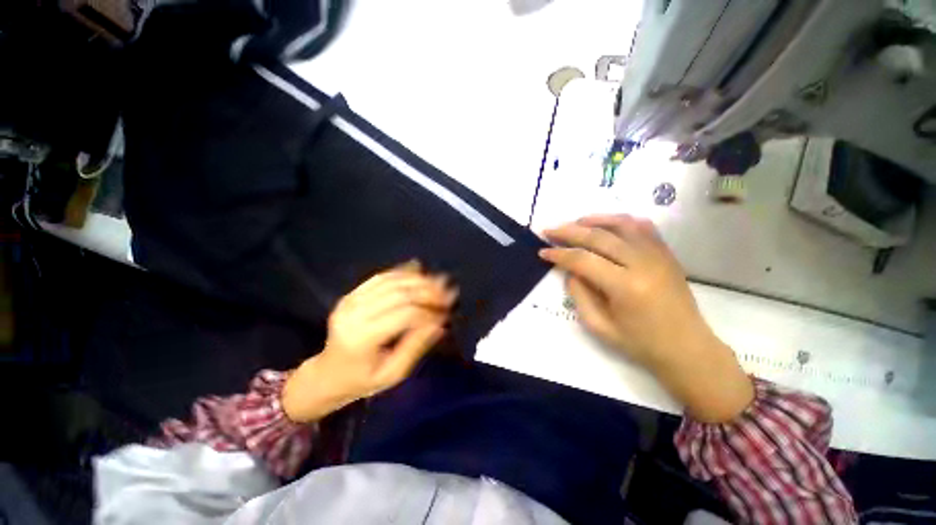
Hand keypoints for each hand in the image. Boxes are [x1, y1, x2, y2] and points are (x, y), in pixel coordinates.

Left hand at [282, 262, 456, 422]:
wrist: (327, 375)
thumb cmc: (362, 380)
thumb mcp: (393, 373)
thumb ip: (416, 346)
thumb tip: (440, 323)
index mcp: (362, 337)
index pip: (405, 315)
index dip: (430, 310)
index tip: (448, 310)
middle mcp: (354, 313)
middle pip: (399, 293)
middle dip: (428, 290)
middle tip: (449, 291)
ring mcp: (350, 300)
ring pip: (391, 280)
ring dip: (418, 279)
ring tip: (438, 281)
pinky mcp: (351, 294)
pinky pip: (380, 277)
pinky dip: (401, 272)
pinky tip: (418, 269)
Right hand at [540, 215, 752, 422]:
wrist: (687, 348)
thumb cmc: (640, 343)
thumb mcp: (599, 326)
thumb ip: (579, 294)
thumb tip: (569, 270)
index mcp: (625, 286)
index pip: (583, 259)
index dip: (559, 254)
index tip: (543, 251)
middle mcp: (642, 263)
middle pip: (599, 237)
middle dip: (569, 231)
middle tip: (550, 230)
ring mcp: (658, 255)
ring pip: (621, 224)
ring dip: (594, 220)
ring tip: (575, 222)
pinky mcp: (666, 253)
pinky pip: (643, 227)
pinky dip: (621, 221)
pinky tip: (607, 224)